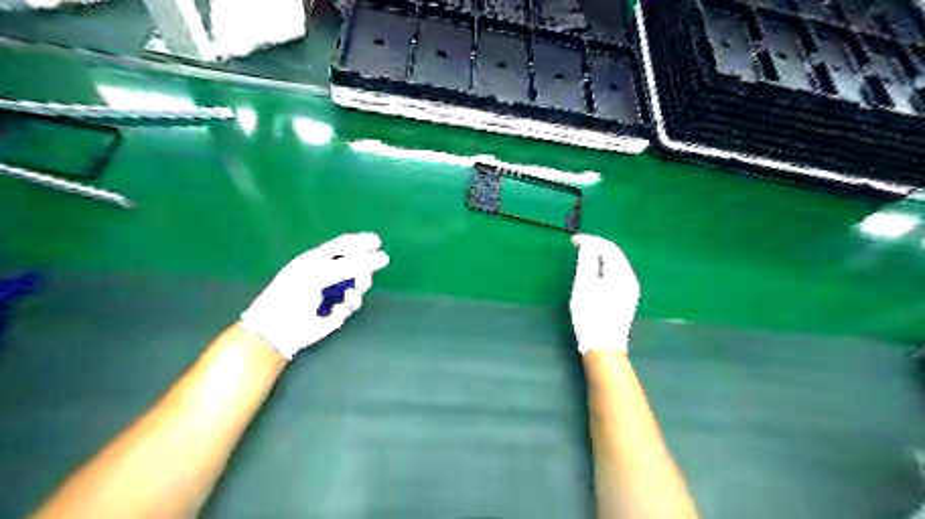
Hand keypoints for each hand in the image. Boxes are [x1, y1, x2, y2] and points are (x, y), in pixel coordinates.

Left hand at [239, 233, 387, 358]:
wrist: (280, 326)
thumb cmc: (292, 293)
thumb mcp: (319, 273)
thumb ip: (347, 265)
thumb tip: (374, 258)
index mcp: (319, 260)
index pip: (343, 246)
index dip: (360, 241)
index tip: (377, 241)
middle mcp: (329, 274)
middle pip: (357, 263)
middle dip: (368, 263)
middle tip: (381, 261)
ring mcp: (334, 293)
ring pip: (359, 283)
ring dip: (362, 282)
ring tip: (356, 286)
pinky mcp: (338, 312)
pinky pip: (353, 303)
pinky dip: (351, 302)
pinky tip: (342, 305)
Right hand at [569, 233, 640, 352]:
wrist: (603, 346)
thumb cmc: (591, 314)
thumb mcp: (584, 285)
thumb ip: (587, 261)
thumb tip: (588, 245)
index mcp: (622, 273)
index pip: (608, 247)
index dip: (591, 240)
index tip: (573, 240)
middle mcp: (630, 279)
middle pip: (614, 255)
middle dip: (596, 247)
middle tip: (577, 246)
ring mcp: (630, 290)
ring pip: (615, 265)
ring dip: (599, 257)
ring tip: (582, 256)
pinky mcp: (625, 299)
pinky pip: (615, 275)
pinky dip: (603, 268)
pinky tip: (593, 273)